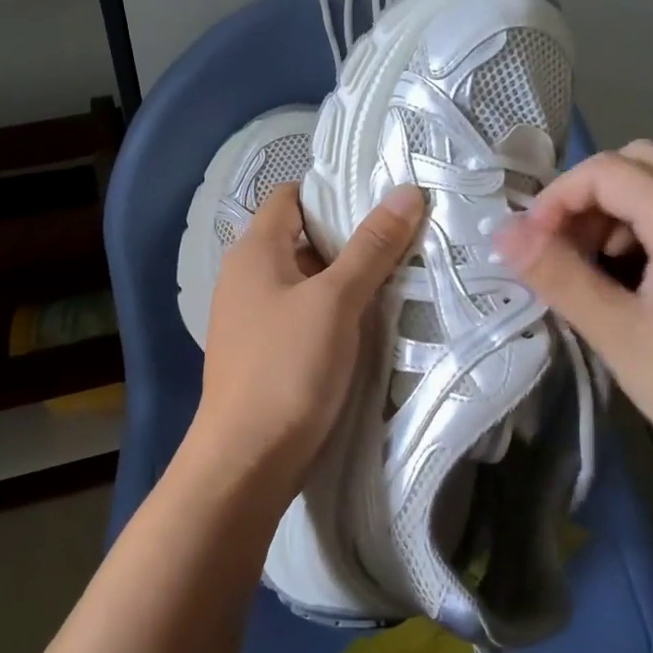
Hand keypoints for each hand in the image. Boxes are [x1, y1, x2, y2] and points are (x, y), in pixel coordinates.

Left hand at [189, 181, 424, 500]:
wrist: (246, 461)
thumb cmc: (287, 368)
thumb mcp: (336, 301)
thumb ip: (372, 247)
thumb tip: (407, 192)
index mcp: (254, 251)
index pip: (290, 197)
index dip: (332, 192)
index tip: (381, 199)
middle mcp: (246, 276)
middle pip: (301, 237)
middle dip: (349, 237)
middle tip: (402, 238)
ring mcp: (251, 316)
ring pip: (305, 279)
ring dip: (345, 277)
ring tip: (397, 276)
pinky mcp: (264, 351)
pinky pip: (302, 314)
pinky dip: (332, 310)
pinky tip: (368, 322)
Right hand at [492, 141, 652, 520]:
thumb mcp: (618, 333)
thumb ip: (558, 275)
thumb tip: (502, 232)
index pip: (607, 171)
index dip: (557, 198)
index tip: (529, 246)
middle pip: (639, 163)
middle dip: (587, 195)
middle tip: (560, 244)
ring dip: (613, 212)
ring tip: (588, 267)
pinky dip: (640, 231)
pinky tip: (626, 282)